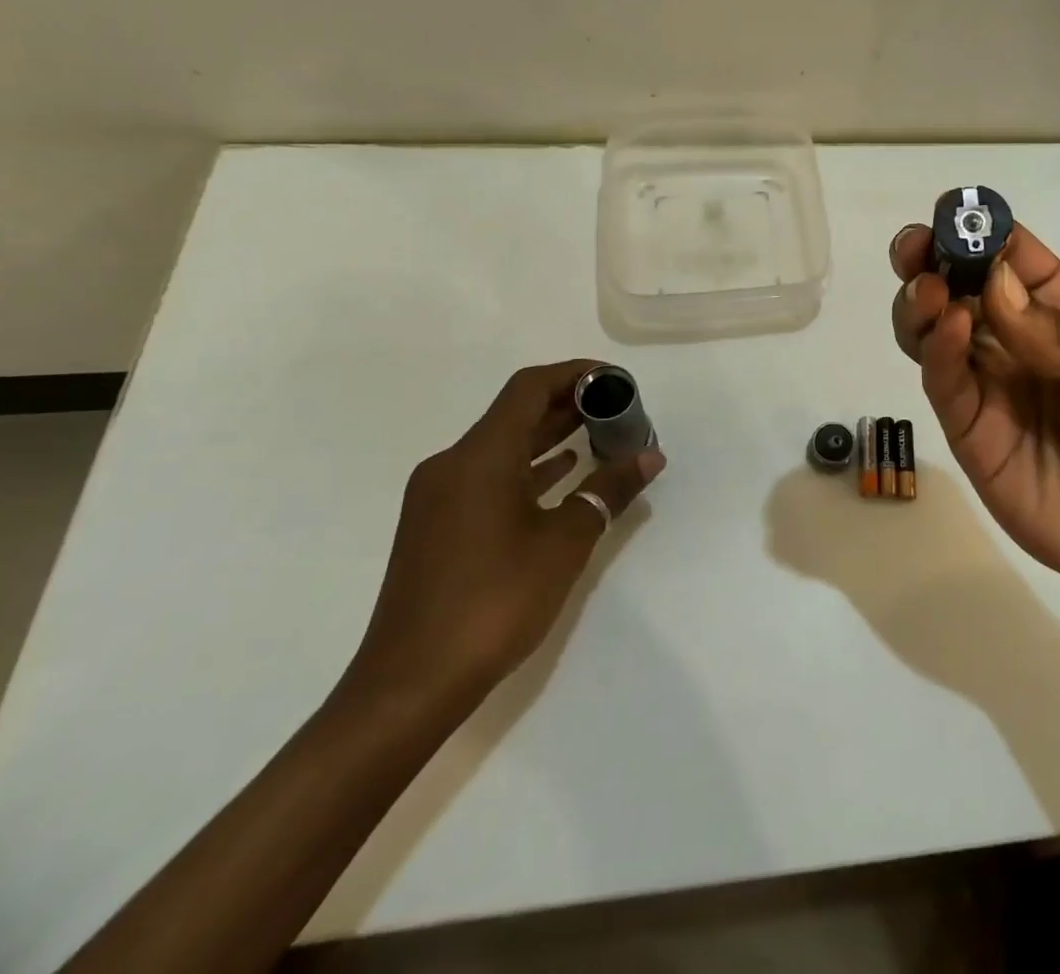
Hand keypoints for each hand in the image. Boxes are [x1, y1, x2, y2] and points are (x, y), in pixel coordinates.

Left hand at [346, 360, 665, 708]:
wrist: (409, 685)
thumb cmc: (494, 601)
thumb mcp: (565, 541)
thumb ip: (609, 490)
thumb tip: (650, 457)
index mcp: (479, 455)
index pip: (529, 388)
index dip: (575, 374)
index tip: (615, 381)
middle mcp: (452, 464)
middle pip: (515, 414)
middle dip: (568, 405)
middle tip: (617, 410)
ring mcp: (438, 497)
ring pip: (501, 447)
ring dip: (549, 438)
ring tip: (599, 437)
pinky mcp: (436, 526)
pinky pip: (488, 477)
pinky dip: (527, 470)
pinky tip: (561, 478)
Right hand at [890, 224, 1059, 607]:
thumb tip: (996, 289)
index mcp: (1059, 308)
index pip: (1011, 255)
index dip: (981, 230)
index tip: (952, 213)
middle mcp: (1012, 335)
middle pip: (958, 284)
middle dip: (930, 258)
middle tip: (914, 249)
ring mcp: (984, 379)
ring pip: (932, 325)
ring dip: (920, 300)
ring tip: (928, 292)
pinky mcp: (964, 423)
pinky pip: (941, 378)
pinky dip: (935, 349)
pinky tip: (947, 330)